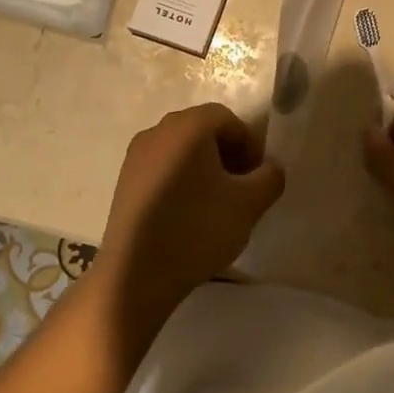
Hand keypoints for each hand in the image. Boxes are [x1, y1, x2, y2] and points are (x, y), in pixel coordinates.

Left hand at [88, 103, 285, 334]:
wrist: (135, 273)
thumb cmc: (197, 228)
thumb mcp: (249, 204)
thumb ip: (270, 177)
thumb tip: (269, 169)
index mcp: (189, 126)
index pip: (229, 119)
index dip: (250, 145)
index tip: (257, 178)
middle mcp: (158, 130)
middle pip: (203, 131)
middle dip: (227, 155)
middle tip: (241, 189)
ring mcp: (136, 155)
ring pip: (181, 150)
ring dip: (204, 169)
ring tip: (215, 205)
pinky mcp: (124, 181)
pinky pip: (161, 168)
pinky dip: (180, 181)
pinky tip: (187, 215)